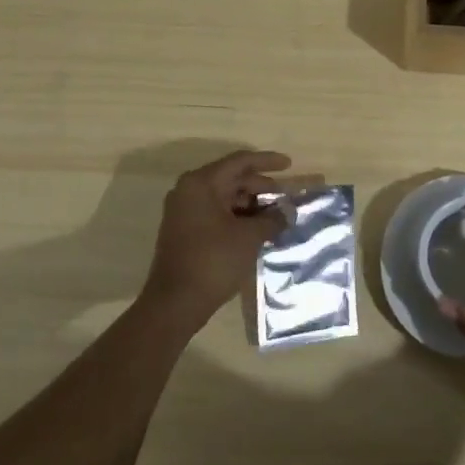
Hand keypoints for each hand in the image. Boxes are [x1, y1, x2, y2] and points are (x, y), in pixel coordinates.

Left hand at [140, 149, 290, 329]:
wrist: (175, 303)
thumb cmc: (213, 261)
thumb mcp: (249, 237)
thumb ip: (272, 219)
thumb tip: (288, 212)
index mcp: (202, 183)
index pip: (240, 162)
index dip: (267, 161)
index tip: (289, 165)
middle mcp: (189, 190)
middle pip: (231, 178)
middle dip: (261, 185)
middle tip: (285, 196)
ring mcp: (184, 210)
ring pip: (224, 196)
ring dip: (250, 203)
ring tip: (275, 215)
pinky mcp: (184, 229)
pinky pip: (216, 212)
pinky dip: (237, 215)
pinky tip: (256, 228)